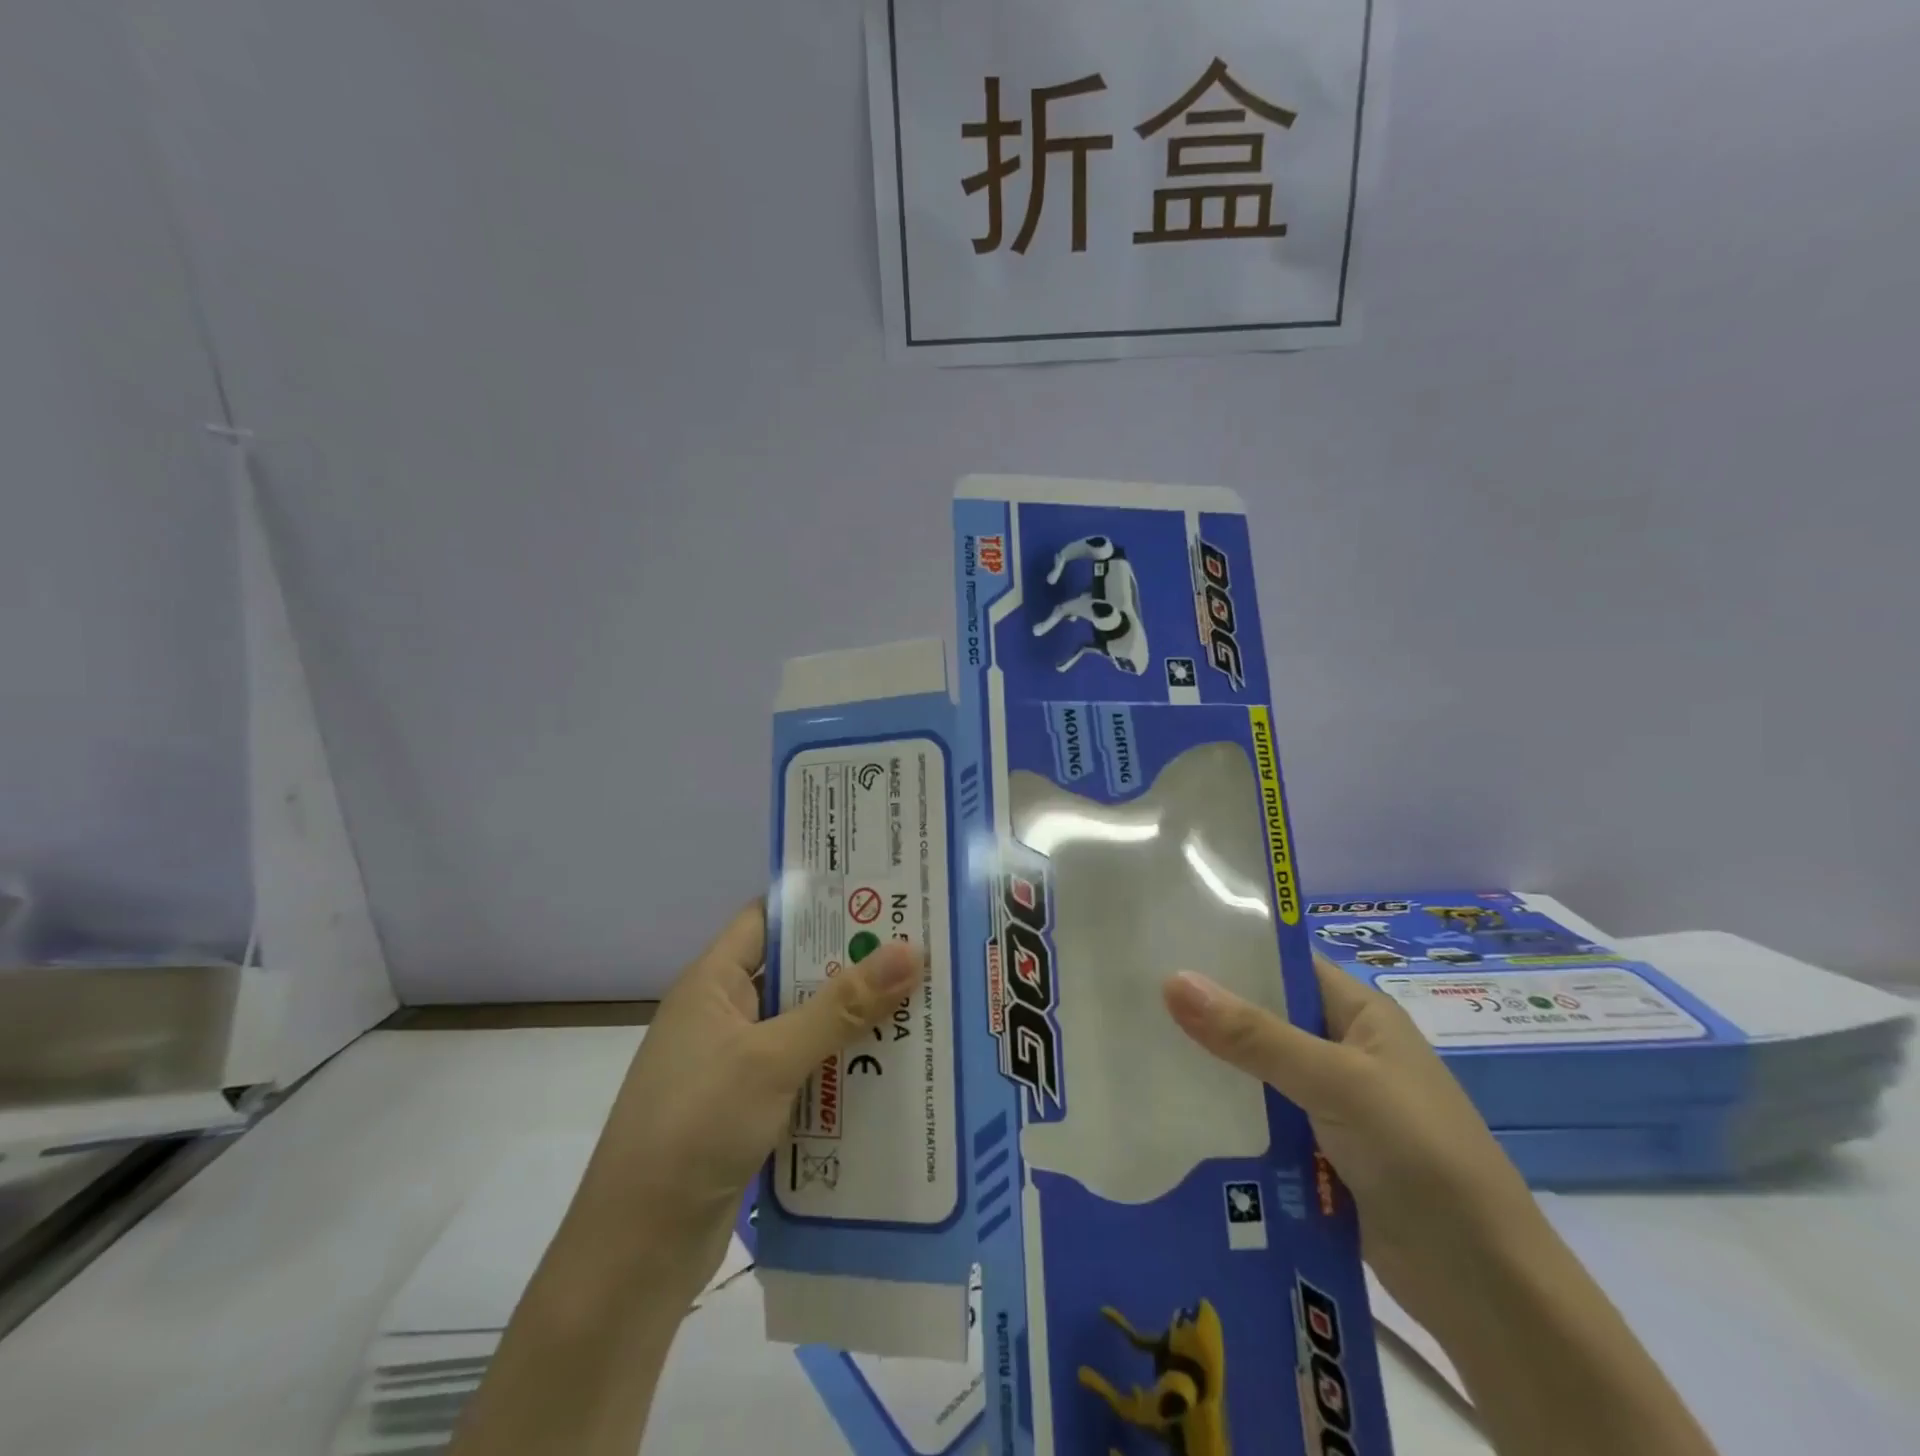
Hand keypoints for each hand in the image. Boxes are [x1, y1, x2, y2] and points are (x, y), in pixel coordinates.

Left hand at [566, 902, 924, 1303]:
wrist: (636, 1254)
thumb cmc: (694, 1128)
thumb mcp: (772, 1058)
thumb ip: (842, 1005)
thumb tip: (910, 950)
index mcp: (713, 983)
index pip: (770, 918)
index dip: (821, 904)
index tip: (883, 895)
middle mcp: (725, 1014)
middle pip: (796, 972)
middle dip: (854, 964)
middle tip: (921, 949)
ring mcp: (737, 1065)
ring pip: (806, 1025)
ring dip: (854, 1019)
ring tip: (923, 1002)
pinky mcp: (751, 1109)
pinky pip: (806, 1072)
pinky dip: (842, 1067)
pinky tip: (893, 1068)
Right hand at [1164, 954, 1538, 1325]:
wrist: (1485, 1289)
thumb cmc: (1420, 1156)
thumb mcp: (1336, 1083)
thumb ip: (1253, 1035)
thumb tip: (1171, 980)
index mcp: (1359, 1013)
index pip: (1282, 964)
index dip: (1227, 951)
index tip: (1161, 944)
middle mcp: (1341, 1049)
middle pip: (1261, 1017)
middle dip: (1206, 1011)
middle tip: (1131, 997)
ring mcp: (1329, 1104)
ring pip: (1254, 1071)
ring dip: (1210, 1066)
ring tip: (1135, 1047)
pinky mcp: (1316, 1152)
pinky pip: (1260, 1119)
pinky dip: (1224, 1115)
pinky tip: (1171, 1108)